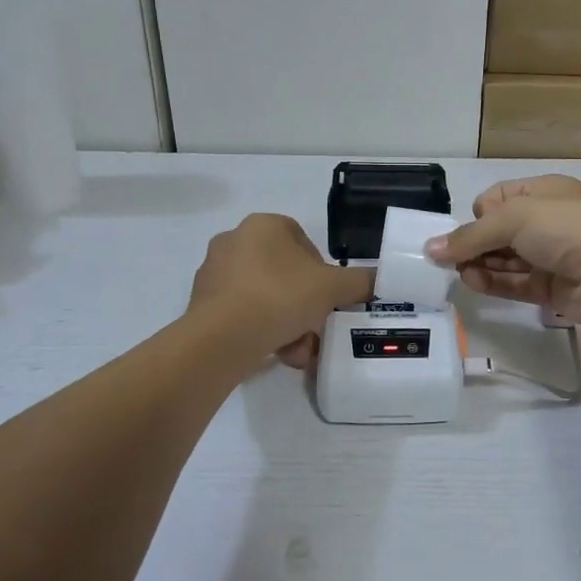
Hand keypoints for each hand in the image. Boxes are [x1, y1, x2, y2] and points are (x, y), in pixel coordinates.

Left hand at [189, 214, 373, 368]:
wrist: (222, 338)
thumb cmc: (280, 296)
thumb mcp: (333, 288)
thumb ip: (360, 281)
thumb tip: (379, 280)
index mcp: (263, 225)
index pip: (302, 240)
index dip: (321, 269)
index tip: (328, 296)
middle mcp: (234, 241)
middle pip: (283, 273)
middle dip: (304, 304)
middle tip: (316, 328)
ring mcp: (213, 273)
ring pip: (264, 297)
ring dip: (286, 323)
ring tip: (298, 351)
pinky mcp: (201, 304)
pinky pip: (242, 314)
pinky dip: (262, 331)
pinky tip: (276, 354)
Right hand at [424, 176, 580, 325]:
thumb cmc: (566, 226)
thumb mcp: (513, 218)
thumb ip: (470, 236)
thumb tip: (430, 248)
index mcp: (543, 193)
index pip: (499, 199)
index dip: (481, 212)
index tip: (472, 226)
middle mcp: (546, 222)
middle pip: (499, 232)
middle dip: (474, 242)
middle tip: (447, 256)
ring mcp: (550, 257)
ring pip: (505, 260)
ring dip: (479, 264)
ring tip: (455, 271)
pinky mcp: (551, 289)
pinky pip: (515, 284)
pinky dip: (493, 283)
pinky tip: (471, 282)